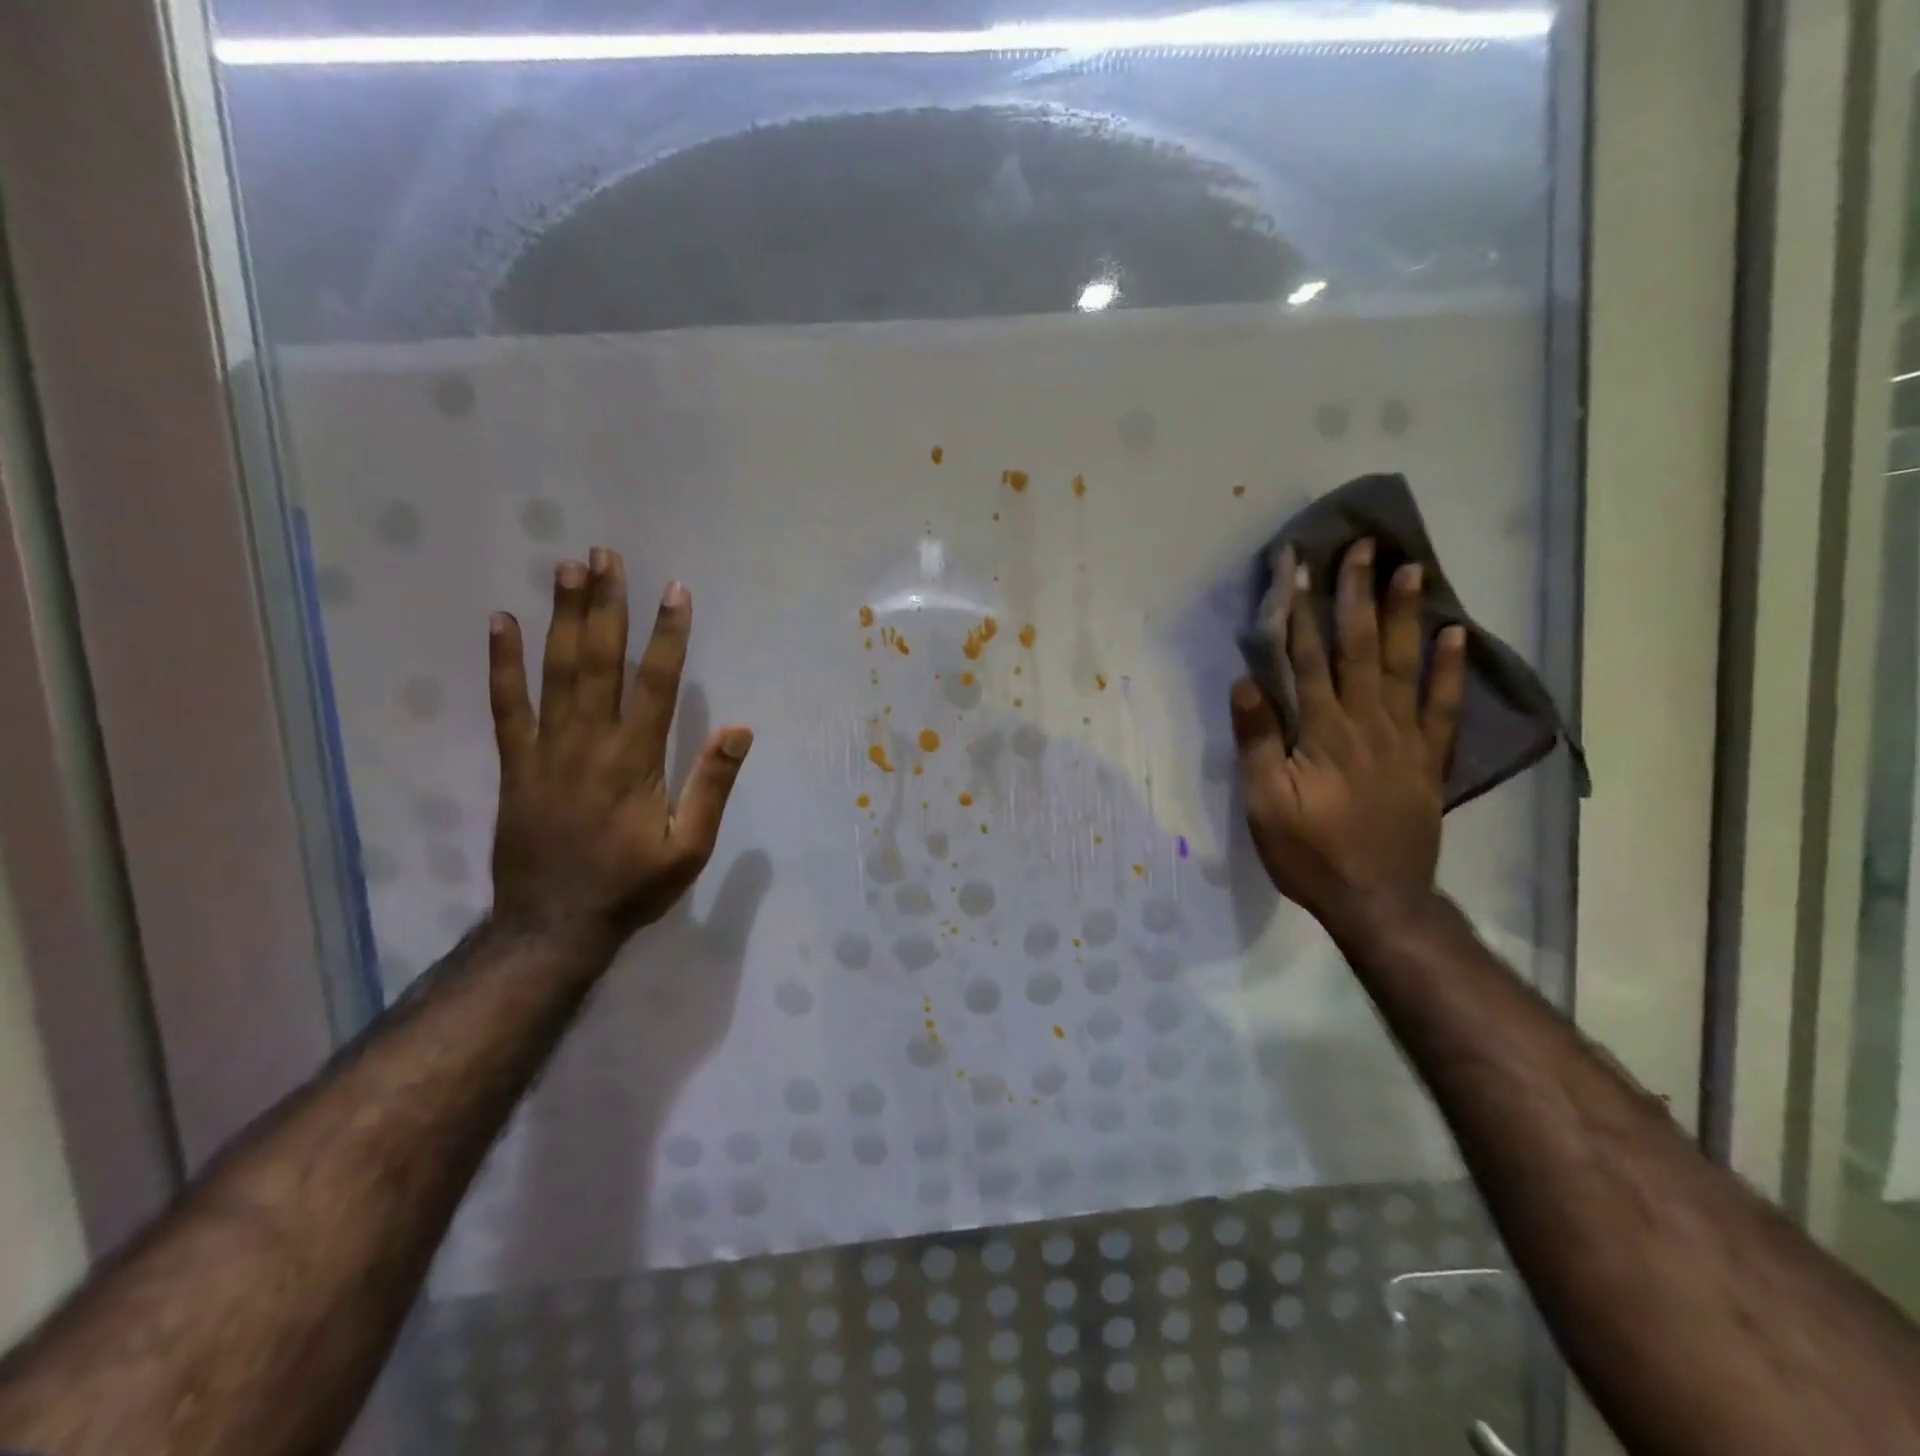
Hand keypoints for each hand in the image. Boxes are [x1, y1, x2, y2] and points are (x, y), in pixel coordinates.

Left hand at [487, 548, 753, 946]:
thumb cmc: (631, 886)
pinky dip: (502, 663)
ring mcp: (545, 749)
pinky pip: (505, 705)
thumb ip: (711, 786)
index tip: (674, 590)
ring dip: (562, 617)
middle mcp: (590, 742)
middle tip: (605, 554)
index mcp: (636, 760)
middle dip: (606, 604)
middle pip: (598, 661)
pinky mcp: (514, 764)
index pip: (656, 683)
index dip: (667, 634)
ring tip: (565, 568)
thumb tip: (739, 729)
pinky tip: (502, 623)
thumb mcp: (689, 847)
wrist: (553, 926)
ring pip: (555, 671)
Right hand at [1229, 539, 1465, 938]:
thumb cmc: (1310, 853)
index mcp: (1322, 732)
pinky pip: (1443, 706)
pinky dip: (1450, 669)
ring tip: (1412, 569)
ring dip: (1406, 615)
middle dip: (1357, 595)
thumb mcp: (1265, 804)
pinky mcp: (1428, 759)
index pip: (1307, 658)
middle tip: (1363, 546)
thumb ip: (1258, 742)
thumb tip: (1247, 682)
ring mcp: (1404, 739)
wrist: (1379, 900)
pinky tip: (1455, 634)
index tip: (1298, 567)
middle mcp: (1367, 722)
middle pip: (1361, 648)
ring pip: (1405, 665)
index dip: (1300, 610)